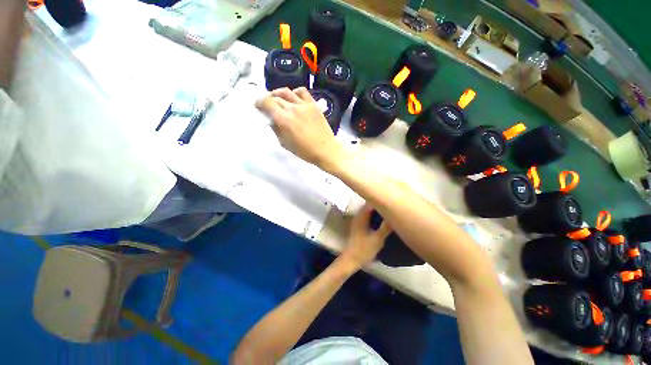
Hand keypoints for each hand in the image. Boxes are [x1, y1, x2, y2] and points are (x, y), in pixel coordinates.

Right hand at [255, 87, 347, 170]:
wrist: (325, 150)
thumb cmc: (305, 151)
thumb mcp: (285, 143)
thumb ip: (276, 129)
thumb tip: (272, 120)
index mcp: (284, 120)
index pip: (267, 102)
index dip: (259, 102)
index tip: (258, 106)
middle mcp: (293, 109)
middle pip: (276, 98)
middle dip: (268, 101)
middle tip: (268, 106)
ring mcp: (304, 105)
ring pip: (287, 92)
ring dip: (279, 94)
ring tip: (279, 99)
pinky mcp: (314, 105)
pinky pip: (302, 92)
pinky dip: (295, 92)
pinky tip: (294, 98)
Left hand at [341, 205, 391, 268]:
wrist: (352, 259)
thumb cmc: (364, 249)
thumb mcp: (378, 239)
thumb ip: (386, 227)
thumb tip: (395, 216)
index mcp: (361, 217)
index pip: (371, 202)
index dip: (381, 199)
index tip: (393, 200)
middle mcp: (358, 216)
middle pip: (370, 205)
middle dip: (381, 204)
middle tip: (394, 205)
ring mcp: (358, 220)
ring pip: (369, 211)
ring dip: (378, 210)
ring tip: (391, 210)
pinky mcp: (360, 225)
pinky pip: (368, 216)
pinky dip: (375, 215)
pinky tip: (383, 219)